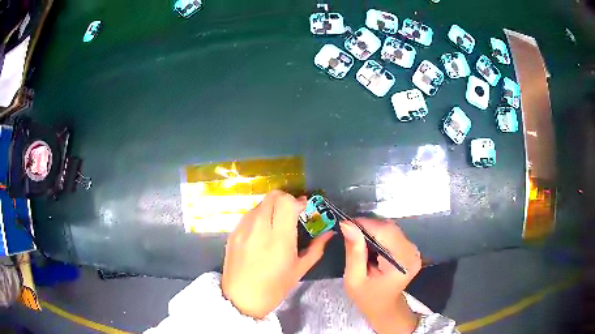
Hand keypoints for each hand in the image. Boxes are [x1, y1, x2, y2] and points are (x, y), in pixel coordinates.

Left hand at [222, 190, 334, 318]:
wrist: (241, 299)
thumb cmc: (274, 288)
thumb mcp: (299, 270)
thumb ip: (317, 248)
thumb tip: (329, 232)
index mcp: (279, 240)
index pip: (287, 202)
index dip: (298, 201)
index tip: (304, 209)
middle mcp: (259, 229)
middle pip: (273, 196)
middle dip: (286, 199)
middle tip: (292, 213)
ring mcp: (243, 229)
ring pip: (260, 203)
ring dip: (272, 207)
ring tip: (277, 223)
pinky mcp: (233, 233)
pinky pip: (248, 215)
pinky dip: (259, 216)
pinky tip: (262, 232)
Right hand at [341, 218, 421, 333]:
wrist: (384, 306)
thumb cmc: (367, 297)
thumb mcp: (354, 279)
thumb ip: (354, 252)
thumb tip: (347, 225)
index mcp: (401, 263)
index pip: (385, 232)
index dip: (365, 224)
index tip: (346, 224)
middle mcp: (412, 253)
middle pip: (389, 228)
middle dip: (368, 227)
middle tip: (349, 233)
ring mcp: (413, 250)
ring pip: (391, 228)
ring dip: (373, 230)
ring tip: (358, 240)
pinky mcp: (410, 249)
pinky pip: (393, 233)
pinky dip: (379, 234)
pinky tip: (369, 245)